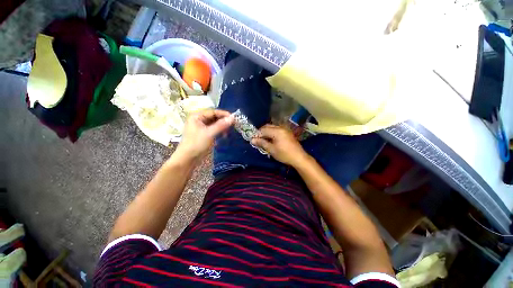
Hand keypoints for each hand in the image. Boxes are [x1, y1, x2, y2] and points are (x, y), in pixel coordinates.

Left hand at [174, 109, 233, 161]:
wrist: (188, 159)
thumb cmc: (197, 144)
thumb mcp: (210, 133)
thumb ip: (221, 125)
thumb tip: (232, 118)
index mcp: (197, 116)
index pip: (213, 112)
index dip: (224, 114)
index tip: (234, 118)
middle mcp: (199, 120)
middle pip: (214, 117)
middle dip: (223, 121)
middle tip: (233, 125)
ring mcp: (201, 127)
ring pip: (215, 124)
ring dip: (222, 127)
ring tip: (228, 132)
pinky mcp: (204, 134)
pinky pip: (213, 130)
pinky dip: (219, 131)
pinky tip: (224, 135)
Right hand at [251, 124, 308, 166]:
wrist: (299, 157)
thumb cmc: (284, 154)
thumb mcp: (271, 149)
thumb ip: (262, 143)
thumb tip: (252, 140)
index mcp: (276, 131)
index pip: (263, 130)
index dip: (257, 134)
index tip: (252, 140)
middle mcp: (281, 127)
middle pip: (267, 126)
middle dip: (261, 132)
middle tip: (257, 139)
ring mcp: (285, 129)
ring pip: (272, 127)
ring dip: (266, 132)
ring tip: (263, 140)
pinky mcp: (287, 132)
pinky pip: (277, 129)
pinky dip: (271, 133)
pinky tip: (270, 139)